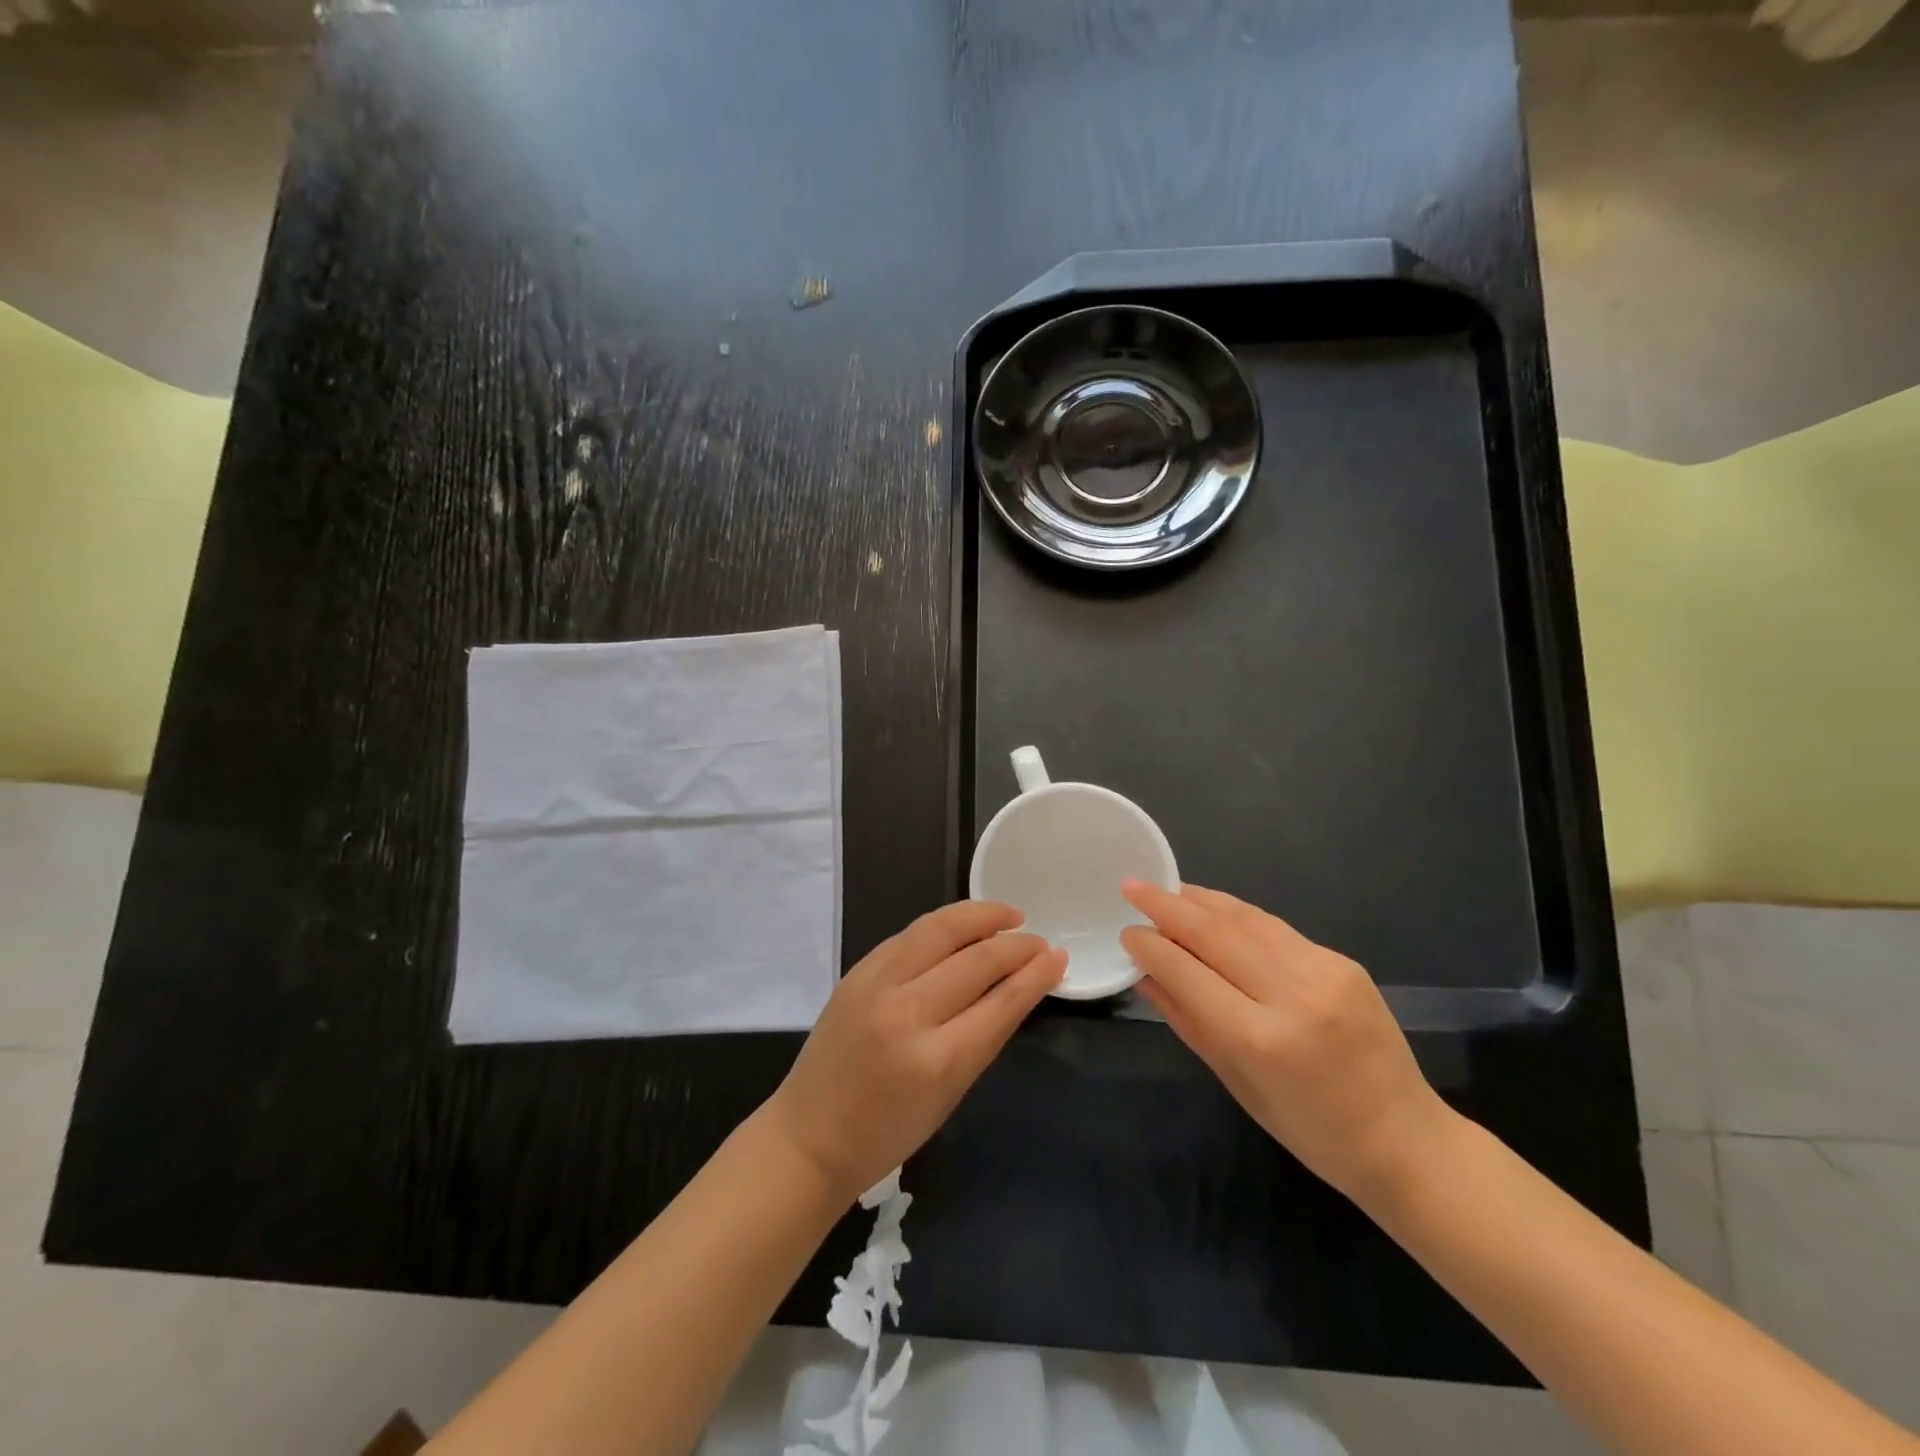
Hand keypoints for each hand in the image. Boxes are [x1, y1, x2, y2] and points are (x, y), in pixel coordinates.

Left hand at [763, 900, 1065, 1201]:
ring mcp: (876, 986)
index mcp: (937, 1061)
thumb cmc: (888, 1132)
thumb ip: (984, 1036)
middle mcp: (907, 1014)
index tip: (1058, 956)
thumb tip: (1018, 988)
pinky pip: (910, 935)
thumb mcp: (951, 1094)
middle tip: (1039, 940)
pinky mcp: (857, 971)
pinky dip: (943, 926)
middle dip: (1015, 945)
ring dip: (980, 916)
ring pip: (939, 930)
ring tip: (1008, 915)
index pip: (1000, 1003)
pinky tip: (963, 926)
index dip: (1035, 975)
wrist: (809, 1136)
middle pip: (975, 961)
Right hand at [1121, 881, 1449, 1205]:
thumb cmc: (1310, 1130)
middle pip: (1214, 934)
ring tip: (1168, 888)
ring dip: (1201, 900)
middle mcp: (1291, 994)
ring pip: (1246, 920)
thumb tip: (1145, 974)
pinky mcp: (1342, 961)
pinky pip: (1275, 929)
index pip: (1187, 973)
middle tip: (1132, 886)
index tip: (1126, 931)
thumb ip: (1187, 1021)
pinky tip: (1215, 909)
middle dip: (1167, 906)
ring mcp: (1322, 972)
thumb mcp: (1236, 1083)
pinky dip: (1238, 915)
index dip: (1151, 947)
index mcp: (1258, 1038)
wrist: (1404, 1139)